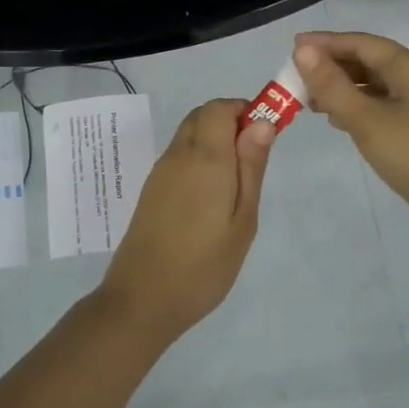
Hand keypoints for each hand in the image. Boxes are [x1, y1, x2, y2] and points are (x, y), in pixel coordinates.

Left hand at [95, 98, 274, 342]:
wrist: (143, 300)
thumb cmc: (204, 265)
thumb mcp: (242, 219)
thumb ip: (251, 167)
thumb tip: (262, 122)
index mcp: (204, 157)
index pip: (220, 107)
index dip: (245, 111)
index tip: (266, 137)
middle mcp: (178, 155)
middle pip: (203, 116)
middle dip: (231, 123)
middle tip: (254, 161)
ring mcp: (161, 172)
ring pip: (189, 134)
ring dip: (214, 140)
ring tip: (236, 184)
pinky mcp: (152, 190)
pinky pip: (179, 156)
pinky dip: (199, 158)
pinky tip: (211, 196)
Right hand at [294, 31, 408, 244]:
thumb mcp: (366, 120)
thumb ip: (332, 85)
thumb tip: (304, 50)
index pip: (361, 42)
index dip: (326, 43)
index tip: (293, 46)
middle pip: (371, 60)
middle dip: (334, 66)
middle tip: (298, 79)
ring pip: (379, 84)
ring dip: (346, 88)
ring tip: (313, 101)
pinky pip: (388, 104)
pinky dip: (362, 106)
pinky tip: (343, 121)